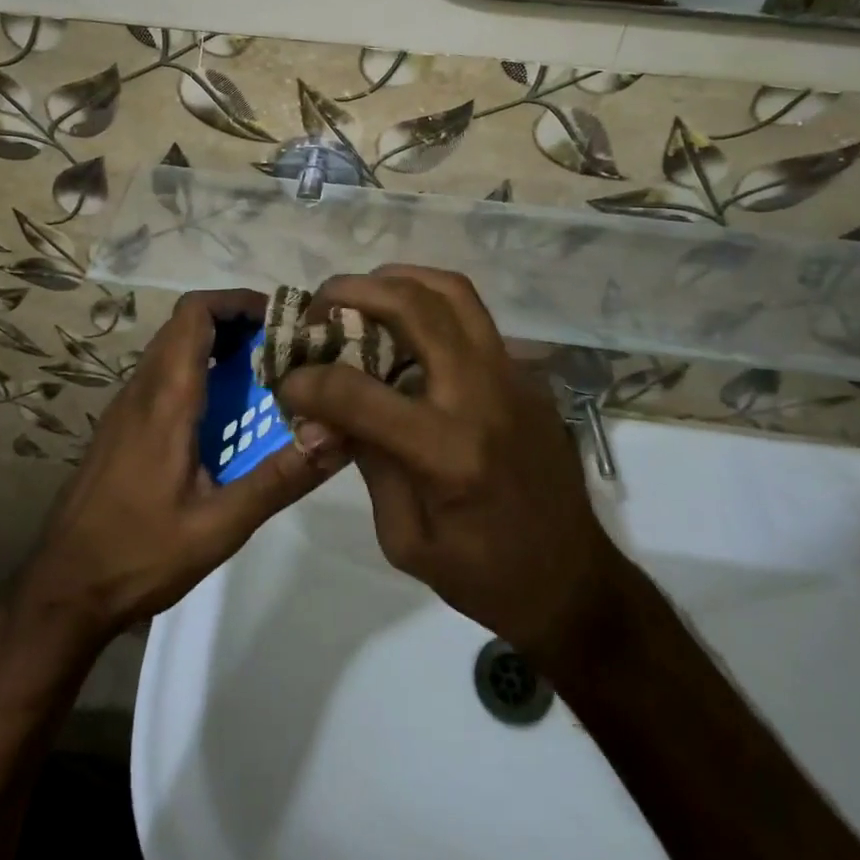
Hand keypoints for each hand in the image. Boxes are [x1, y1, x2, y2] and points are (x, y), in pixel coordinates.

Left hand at [13, 290, 343, 647]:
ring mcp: (126, 406)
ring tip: (263, 374)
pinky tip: (224, 413)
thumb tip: (336, 434)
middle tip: (282, 346)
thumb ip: (279, 479)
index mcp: (167, 398)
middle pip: (186, 323)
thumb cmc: (140, 554)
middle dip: (236, 321)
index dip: (238, 301)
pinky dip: (198, 370)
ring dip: (216, 345)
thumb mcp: (220, 526)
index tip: (281, 319)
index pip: (195, 313)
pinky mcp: (121, 427)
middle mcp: (143, 389)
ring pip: (173, 348)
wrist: (63, 590)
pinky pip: (163, 375)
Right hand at [275, 267, 621, 660]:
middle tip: (318, 307)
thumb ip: (365, 460)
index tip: (285, 379)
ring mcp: (512, 374)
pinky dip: (429, 303)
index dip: (308, 381)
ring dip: (396, 280)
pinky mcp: (526, 371)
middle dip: (351, 293)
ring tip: (361, 296)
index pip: (358, 392)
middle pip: (412, 307)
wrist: (574, 580)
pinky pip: (472, 316)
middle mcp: (482, 394)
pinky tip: (405, 327)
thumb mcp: (405, 538)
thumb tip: (324, 410)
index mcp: (448, 451)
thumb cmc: (484, 575)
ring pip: (451, 291)